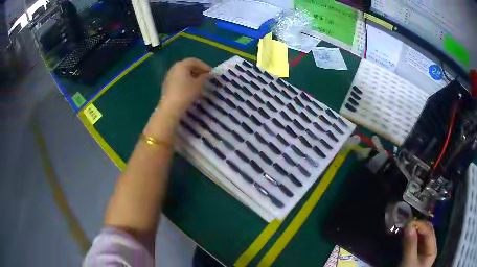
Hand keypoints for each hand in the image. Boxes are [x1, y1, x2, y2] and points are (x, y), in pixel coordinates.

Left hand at [158, 58, 210, 119]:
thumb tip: (207, 74)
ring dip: (191, 75)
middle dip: (198, 70)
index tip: (211, 73)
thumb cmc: (186, 93)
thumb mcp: (199, 84)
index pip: (195, 61)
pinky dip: (185, 80)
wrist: (171, 106)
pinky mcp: (166, 84)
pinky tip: (189, 88)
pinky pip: (178, 78)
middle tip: (205, 77)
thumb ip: (204, 77)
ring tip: (198, 82)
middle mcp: (174, 68)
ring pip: (182, 72)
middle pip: (187, 65)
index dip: (204, 66)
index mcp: (181, 65)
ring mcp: (169, 76)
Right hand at [400, 220, 436, 266]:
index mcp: (432, 250)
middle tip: (406, 224)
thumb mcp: (408, 262)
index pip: (429, 232)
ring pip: (421, 237)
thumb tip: (408, 224)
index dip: (420, 225)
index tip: (408, 222)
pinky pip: (416, 243)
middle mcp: (430, 248)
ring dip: (413, 231)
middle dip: (417, 227)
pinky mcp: (416, 255)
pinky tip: (405, 235)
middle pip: (426, 233)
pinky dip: (411, 238)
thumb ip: (410, 244)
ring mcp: (423, 252)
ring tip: (404, 228)